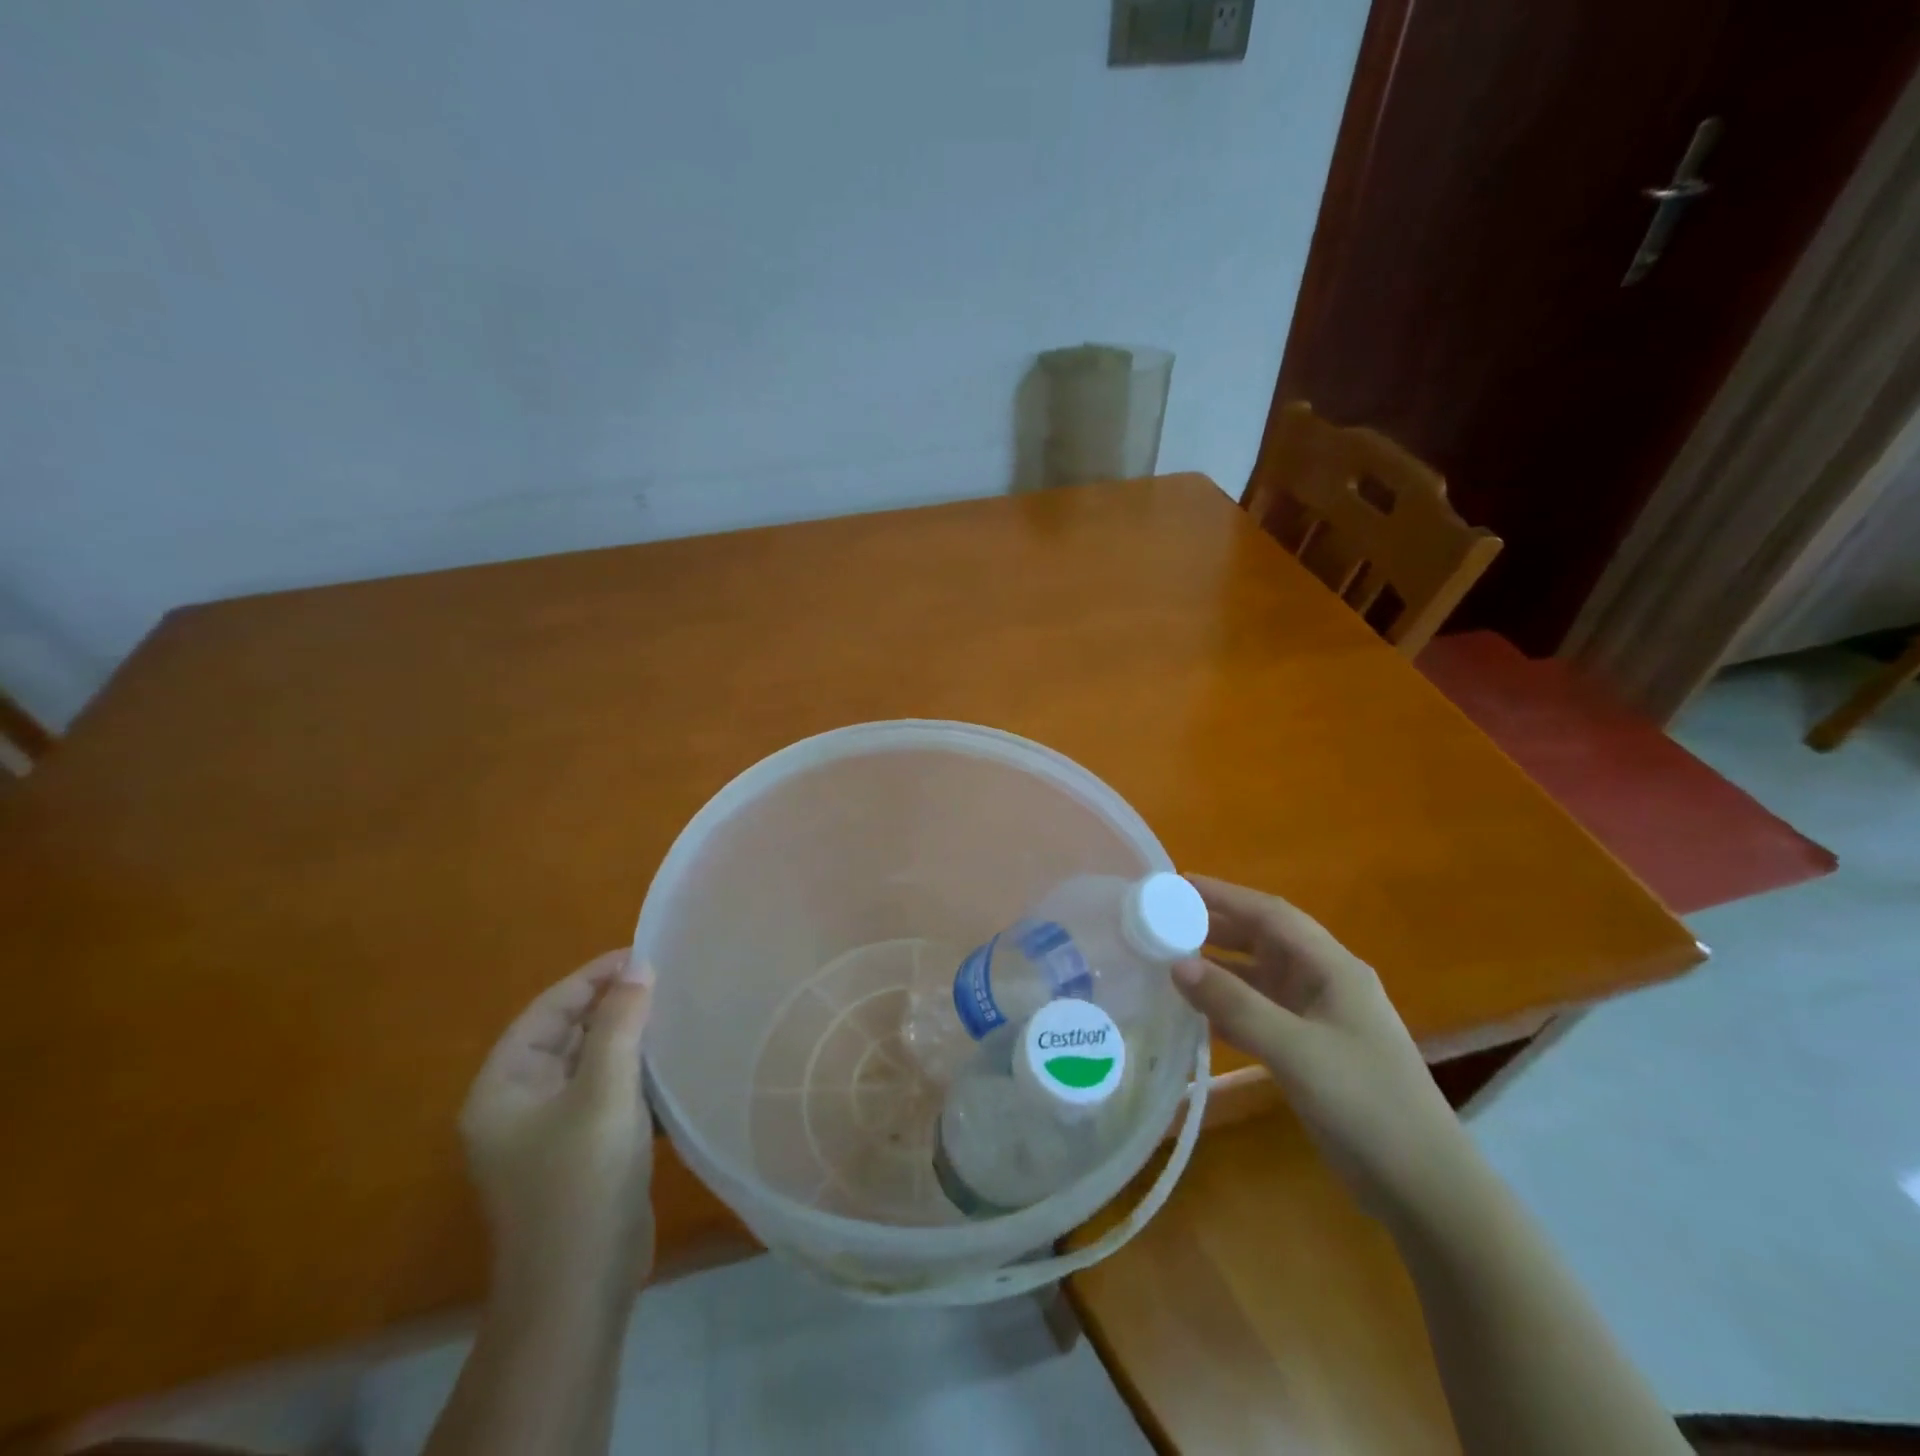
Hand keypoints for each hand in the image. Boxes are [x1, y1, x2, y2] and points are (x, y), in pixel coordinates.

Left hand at [460, 951, 655, 1301]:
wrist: (580, 1288)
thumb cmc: (582, 1180)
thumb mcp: (604, 1092)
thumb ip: (620, 1024)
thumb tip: (638, 966)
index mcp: (503, 1088)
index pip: (547, 1011)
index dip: (592, 977)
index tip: (641, 953)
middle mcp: (518, 1105)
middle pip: (566, 1035)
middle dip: (612, 1006)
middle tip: (664, 978)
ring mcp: (549, 1132)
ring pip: (591, 1064)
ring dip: (628, 1038)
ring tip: (674, 1009)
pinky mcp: (581, 1151)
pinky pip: (607, 1093)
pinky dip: (635, 1072)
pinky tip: (671, 1062)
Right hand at [1171, 877, 1470, 1219]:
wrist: (1423, 1188)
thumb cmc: (1365, 1104)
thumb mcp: (1295, 1050)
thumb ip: (1235, 1004)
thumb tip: (1177, 964)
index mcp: (1333, 968)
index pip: (1272, 914)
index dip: (1225, 895)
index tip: (1179, 884)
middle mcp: (1326, 984)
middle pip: (1265, 941)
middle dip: (1218, 926)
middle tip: (1166, 920)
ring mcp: (1320, 1019)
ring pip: (1261, 978)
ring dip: (1220, 967)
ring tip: (1171, 959)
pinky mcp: (1312, 1052)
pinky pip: (1261, 1013)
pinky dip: (1230, 1006)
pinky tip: (1198, 1011)